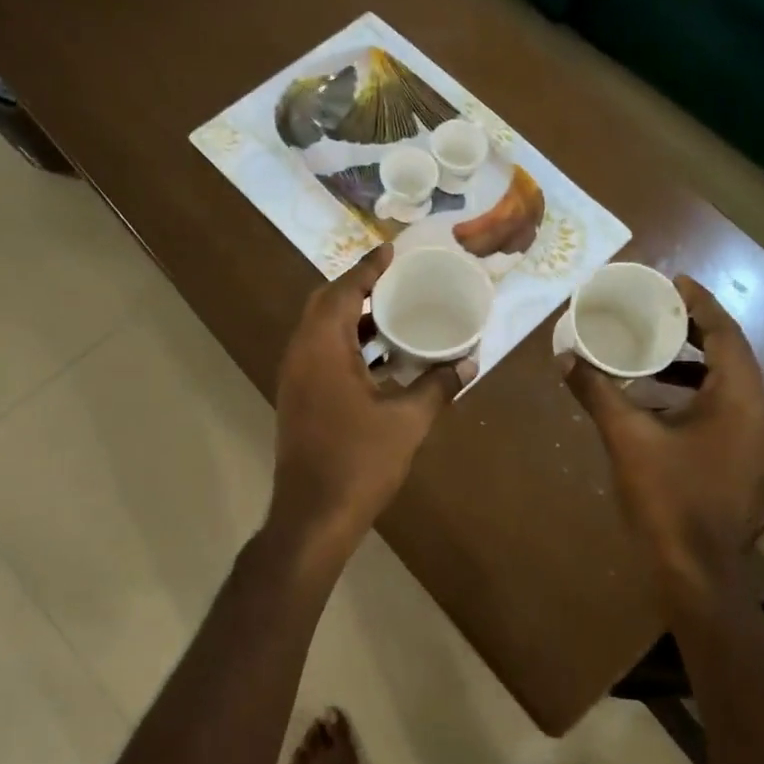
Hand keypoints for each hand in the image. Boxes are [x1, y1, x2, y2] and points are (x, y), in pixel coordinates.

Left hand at [267, 245, 464, 559]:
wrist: (313, 515)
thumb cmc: (360, 462)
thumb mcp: (407, 421)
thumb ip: (438, 386)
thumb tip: (468, 363)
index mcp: (323, 348)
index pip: (343, 291)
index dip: (367, 268)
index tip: (391, 249)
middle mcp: (301, 354)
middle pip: (325, 304)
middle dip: (357, 286)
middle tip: (393, 277)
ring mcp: (295, 377)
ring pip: (320, 330)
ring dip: (351, 315)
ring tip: (391, 308)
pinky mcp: (298, 397)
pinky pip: (320, 352)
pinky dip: (347, 342)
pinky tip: (380, 354)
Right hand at [563, 276, 763, 582]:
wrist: (695, 570)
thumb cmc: (668, 498)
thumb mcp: (626, 438)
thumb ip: (596, 392)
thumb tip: (565, 357)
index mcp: (736, 399)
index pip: (726, 334)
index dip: (701, 303)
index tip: (673, 281)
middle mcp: (752, 411)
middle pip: (729, 352)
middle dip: (694, 327)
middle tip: (657, 308)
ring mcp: (748, 437)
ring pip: (724, 381)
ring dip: (690, 360)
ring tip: (649, 346)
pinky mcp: (735, 456)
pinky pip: (717, 406)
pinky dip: (689, 390)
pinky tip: (650, 398)